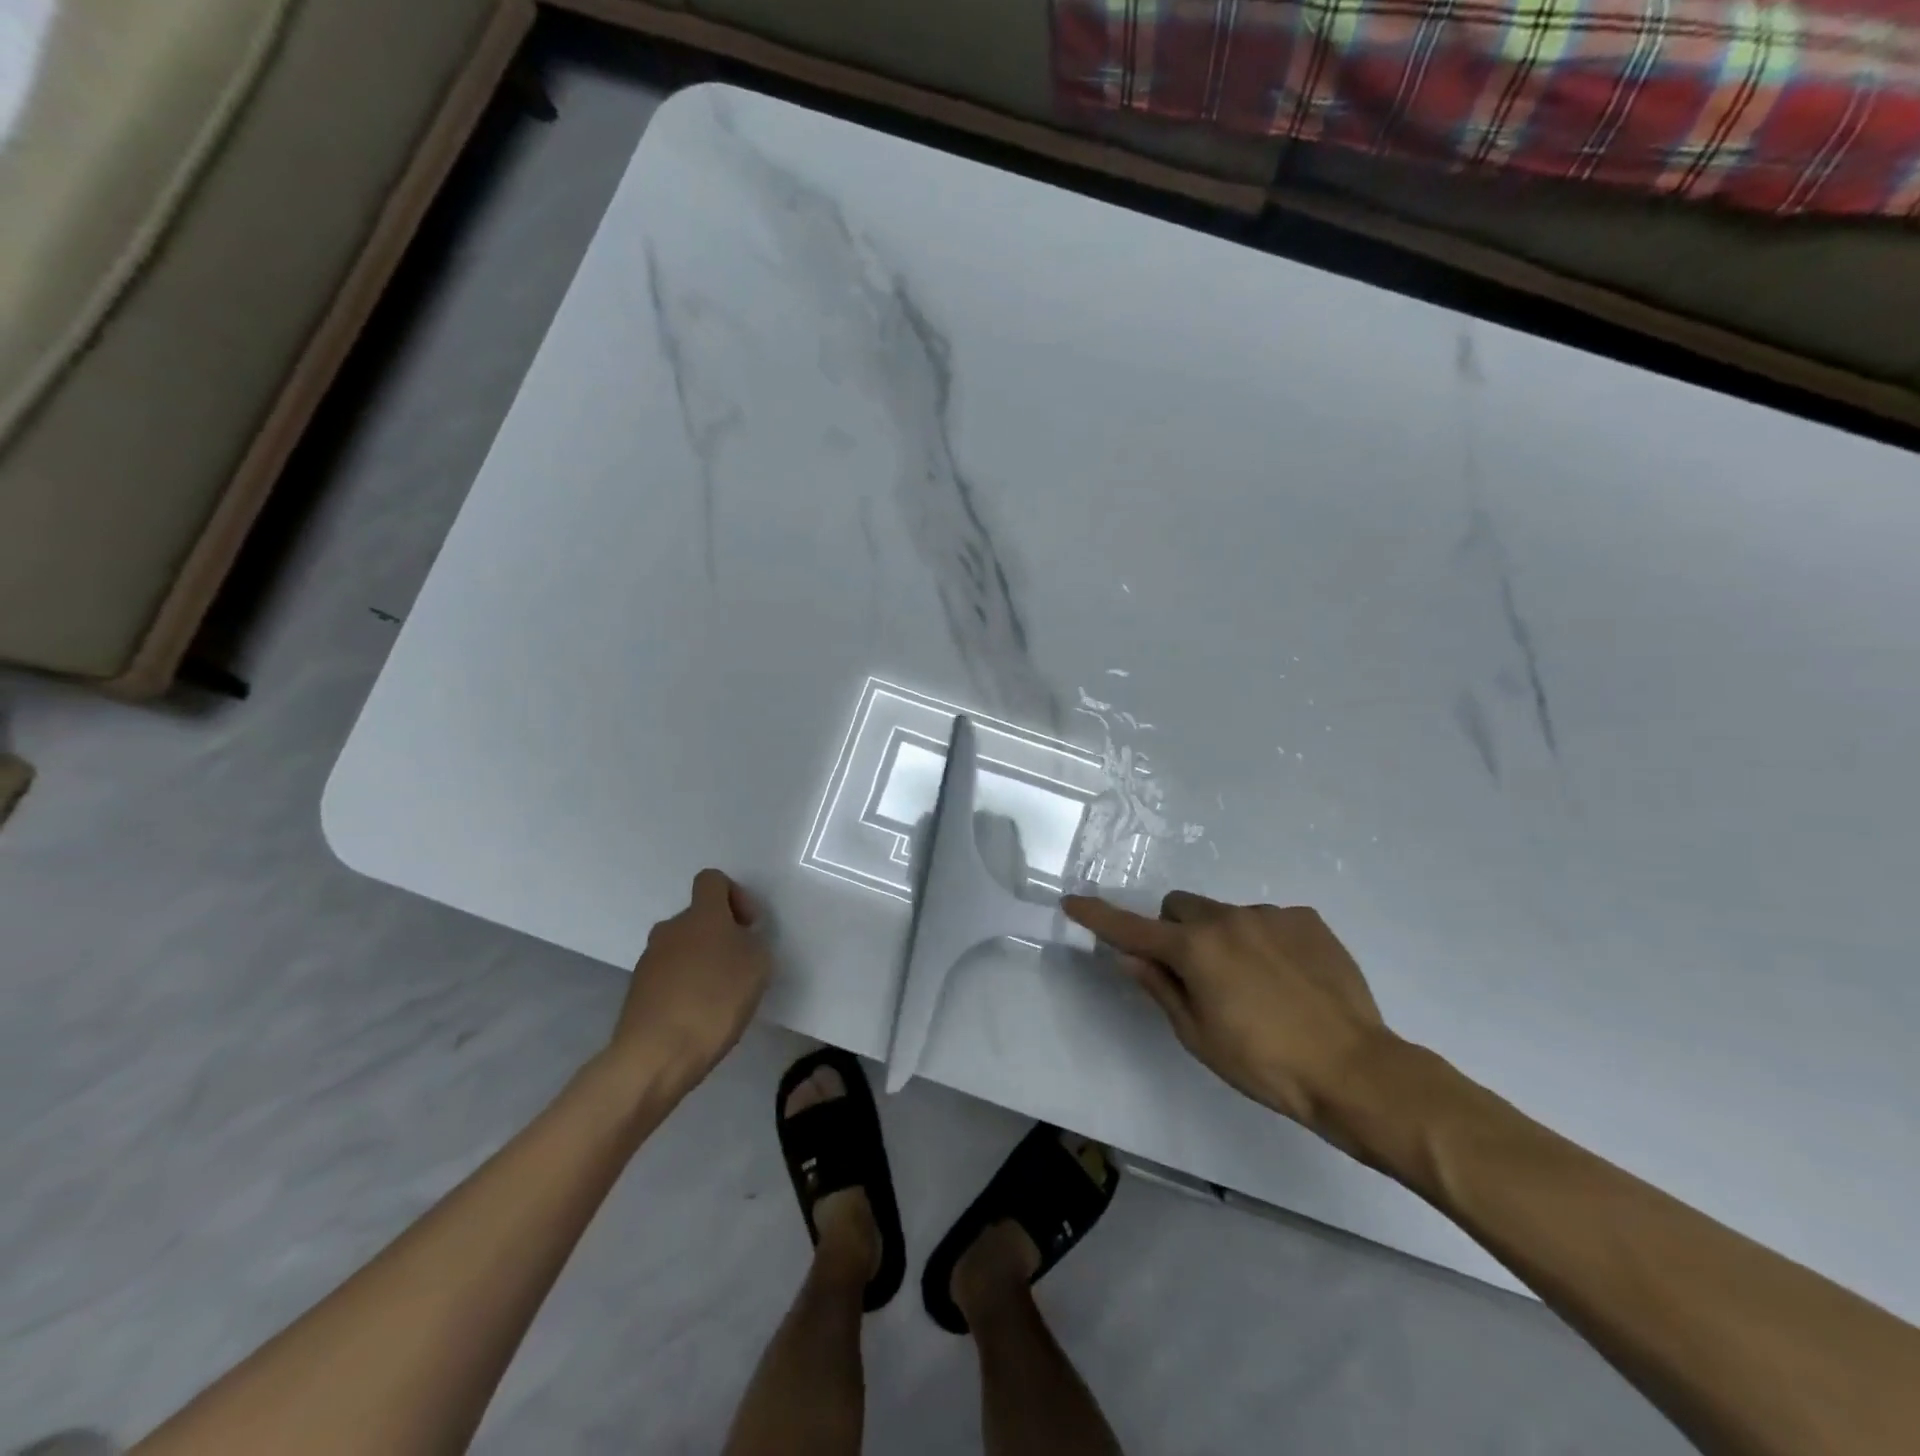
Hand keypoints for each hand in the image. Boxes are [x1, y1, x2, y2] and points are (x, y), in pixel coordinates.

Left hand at [610, 869, 772, 1091]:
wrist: (656, 1054)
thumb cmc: (715, 1000)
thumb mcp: (757, 966)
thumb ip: (752, 943)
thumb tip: (738, 941)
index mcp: (702, 914)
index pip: (712, 880)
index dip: (735, 895)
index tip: (748, 926)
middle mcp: (671, 928)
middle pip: (698, 917)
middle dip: (721, 934)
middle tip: (741, 966)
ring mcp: (650, 959)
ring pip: (683, 947)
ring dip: (702, 961)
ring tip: (721, 996)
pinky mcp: (637, 991)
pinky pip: (669, 976)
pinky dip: (686, 986)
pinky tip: (699, 1016)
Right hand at [1061, 891, 1391, 1134]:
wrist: (1356, 1070)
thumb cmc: (1265, 1064)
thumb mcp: (1199, 1036)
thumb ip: (1161, 988)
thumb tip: (1130, 957)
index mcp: (1195, 949)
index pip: (1132, 928)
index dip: (1099, 917)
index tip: (1072, 902)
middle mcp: (1228, 919)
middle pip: (1181, 907)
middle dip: (1176, 931)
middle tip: (1196, 974)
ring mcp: (1271, 915)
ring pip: (1226, 915)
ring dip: (1224, 939)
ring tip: (1257, 986)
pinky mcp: (1307, 920)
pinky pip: (1268, 921)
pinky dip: (1265, 942)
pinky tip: (1290, 980)